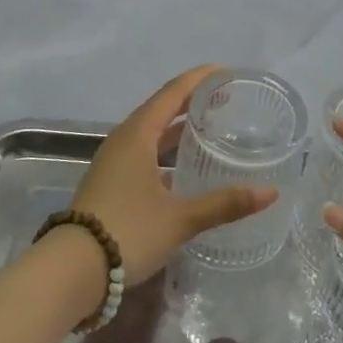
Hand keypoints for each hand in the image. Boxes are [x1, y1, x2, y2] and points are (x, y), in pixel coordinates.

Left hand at [71, 66, 277, 284]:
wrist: (72, 271)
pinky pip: (144, 154)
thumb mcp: (181, 218)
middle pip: (162, 109)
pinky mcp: (111, 184)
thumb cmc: (128, 231)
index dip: (200, 79)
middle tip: (226, 100)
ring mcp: (114, 163)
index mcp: (138, 135)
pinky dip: (167, 152)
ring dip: (179, 129)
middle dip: (193, 102)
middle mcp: (124, 141)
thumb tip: (270, 192)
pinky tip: (185, 170)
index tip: (226, 72)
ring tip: (210, 129)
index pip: (173, 92)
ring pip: (152, 134)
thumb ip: (225, 203)